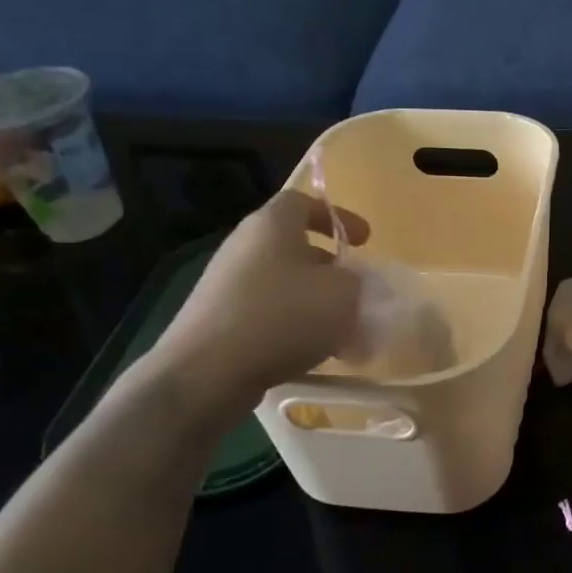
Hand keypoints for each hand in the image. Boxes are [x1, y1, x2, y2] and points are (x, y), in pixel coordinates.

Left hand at [140, 191, 368, 421]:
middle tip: (356, 289)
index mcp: (272, 225)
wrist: (208, 371)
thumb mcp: (343, 293)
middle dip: (330, 268)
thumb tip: (352, 284)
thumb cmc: (284, 316)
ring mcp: (227, 285)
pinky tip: (314, 355)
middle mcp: (245, 247)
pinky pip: (268, 314)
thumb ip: (358, 281)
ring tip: (344, 331)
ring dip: (315, 302)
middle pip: (294, 246)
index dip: (337, 216)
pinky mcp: (220, 321)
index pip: (302, 201)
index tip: (363, 241)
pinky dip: (294, 327)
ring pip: (284, 285)